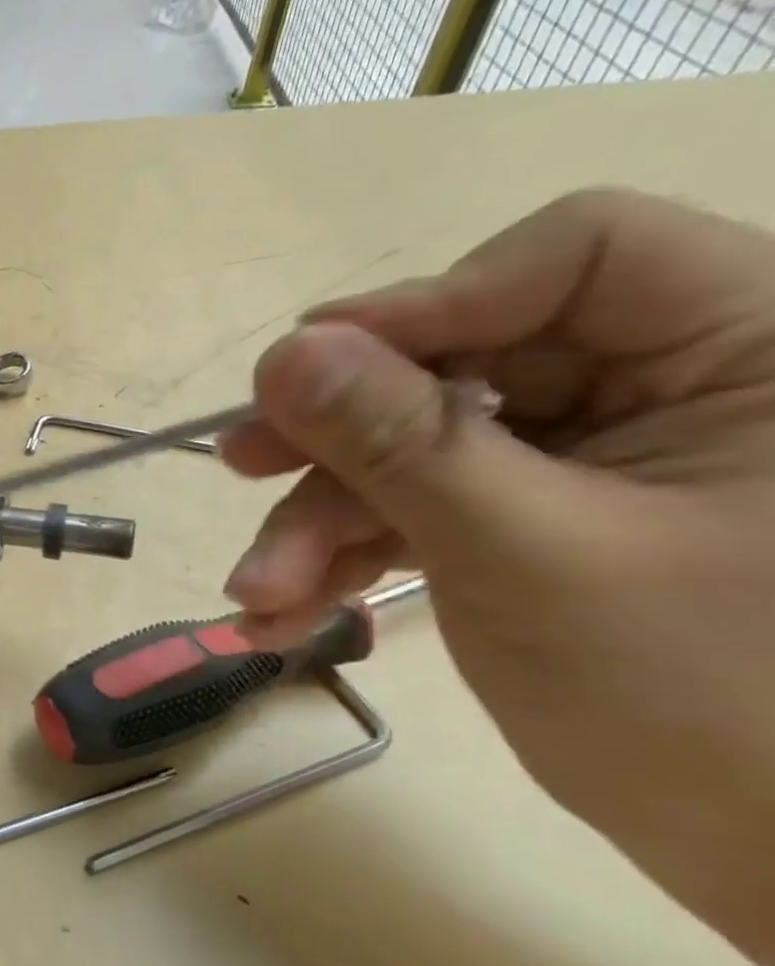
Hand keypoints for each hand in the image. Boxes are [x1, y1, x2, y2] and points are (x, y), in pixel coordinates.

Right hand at [219, 190, 774, 964]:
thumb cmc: (715, 707)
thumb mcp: (526, 555)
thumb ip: (401, 443)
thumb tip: (284, 352)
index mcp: (746, 352)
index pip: (571, 258)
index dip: (427, 306)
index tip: (306, 373)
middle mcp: (670, 389)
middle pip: (459, 367)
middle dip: (339, 439)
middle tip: (241, 468)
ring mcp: (592, 464)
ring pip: (416, 451)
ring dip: (322, 523)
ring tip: (256, 597)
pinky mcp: (536, 524)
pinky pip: (420, 511)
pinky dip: (346, 559)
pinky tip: (285, 615)